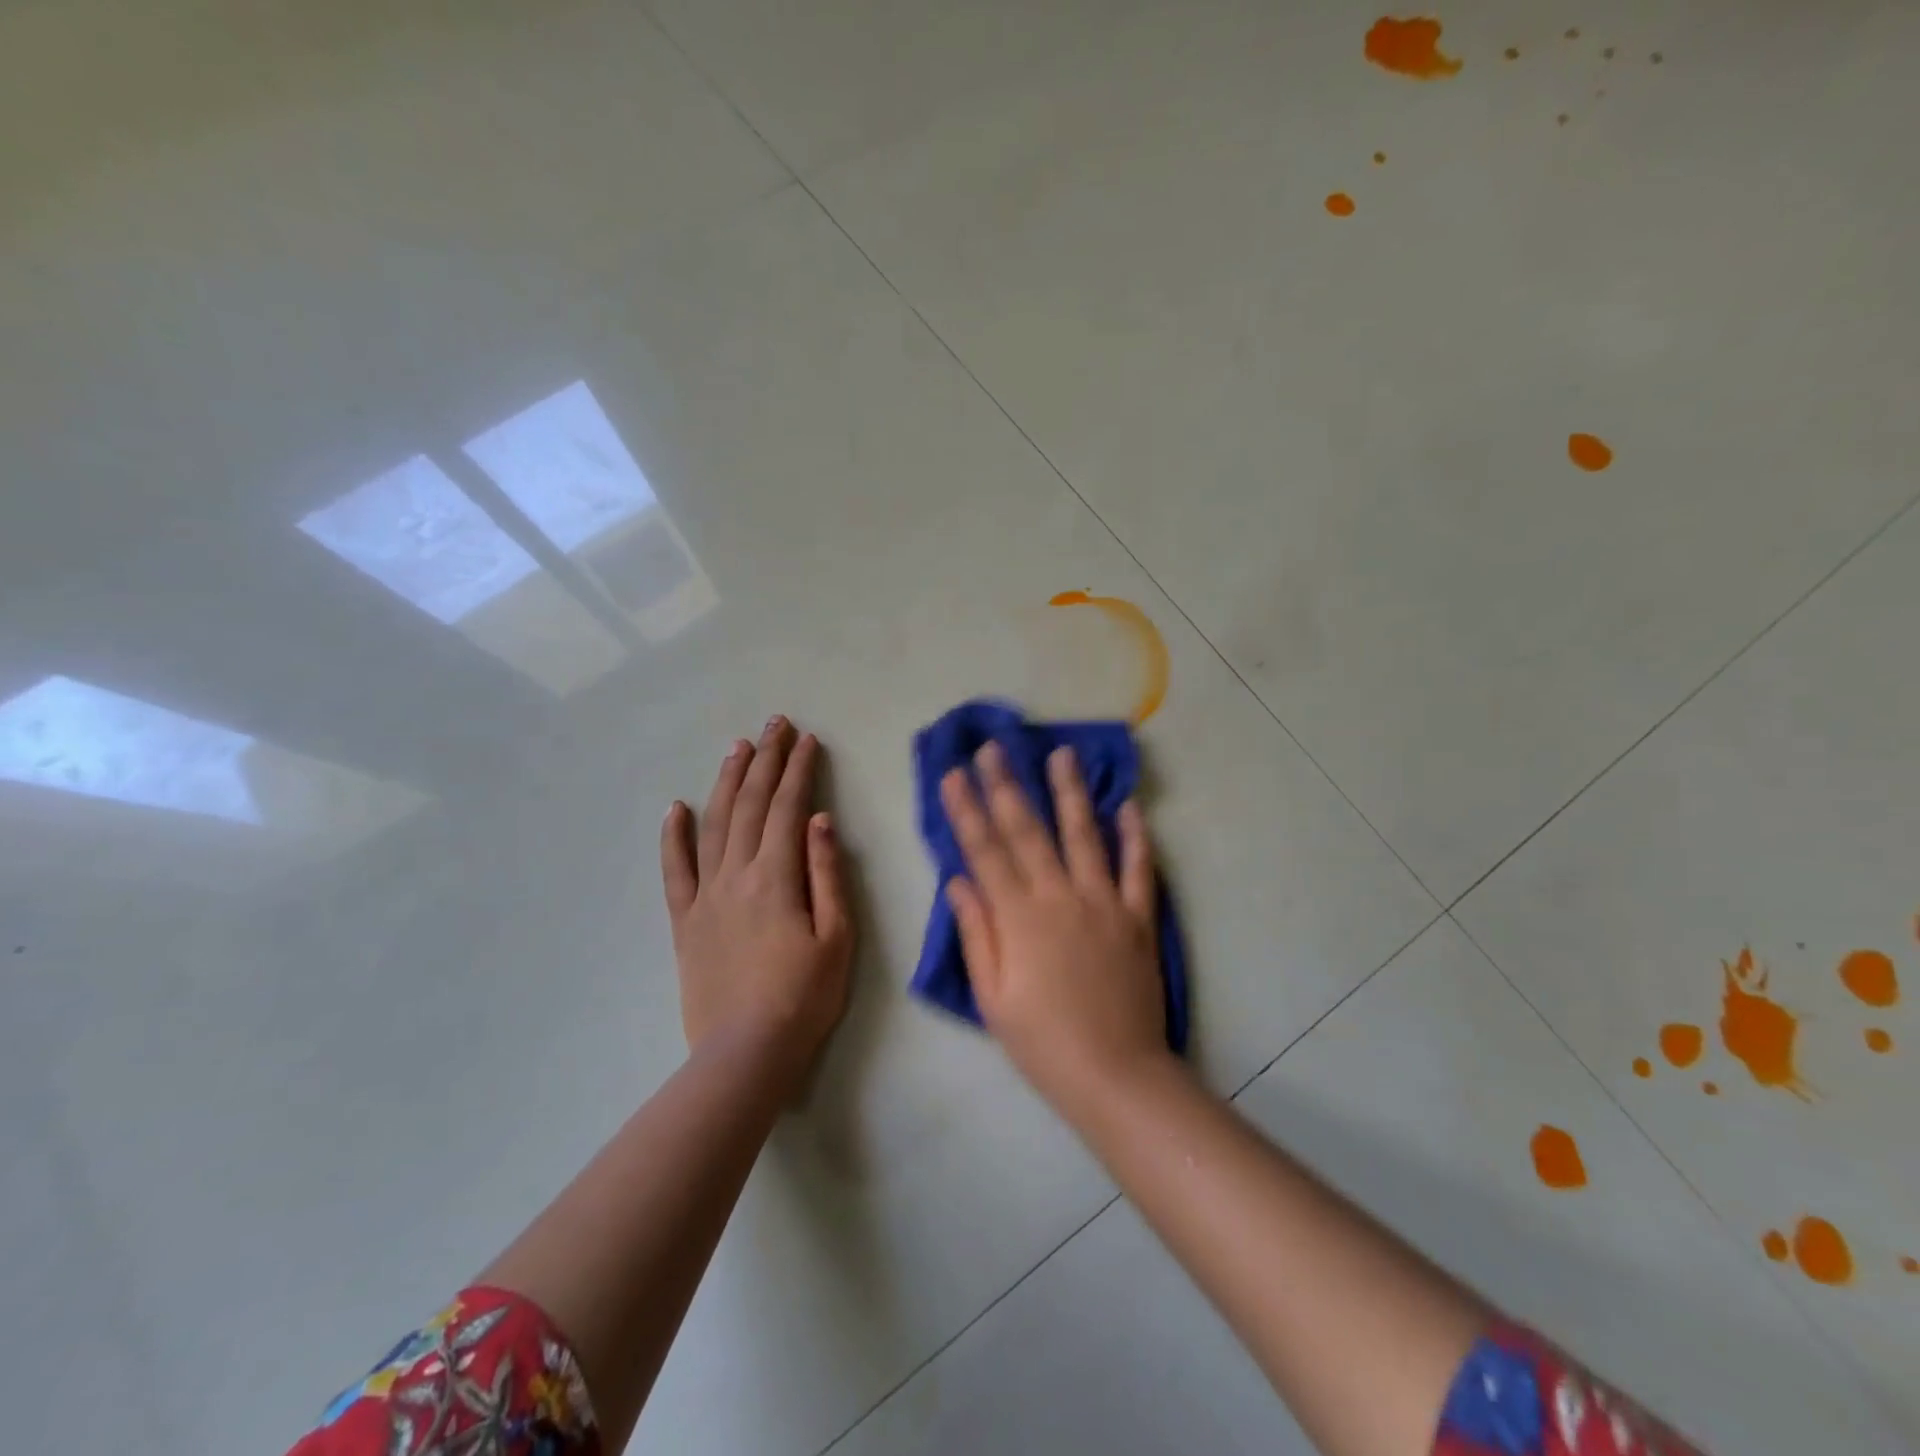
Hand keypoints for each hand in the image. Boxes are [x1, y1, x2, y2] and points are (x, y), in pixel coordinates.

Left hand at [661, 718, 852, 1084]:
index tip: (808, 740)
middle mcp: (736, 875)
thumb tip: (819, 820)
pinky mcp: (684, 920)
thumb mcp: (837, 936)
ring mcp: (705, 895)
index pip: (788, 808)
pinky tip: (676, 807)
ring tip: (739, 748)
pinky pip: (675, 870)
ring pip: (714, 824)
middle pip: (751, 805)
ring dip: (727, 782)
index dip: (799, 770)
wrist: (746, 1052)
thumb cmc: (804, 996)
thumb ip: (827, 874)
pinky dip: (673, 836)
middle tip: (776, 724)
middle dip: (766, 760)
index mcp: (777, 876)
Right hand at [940, 741, 1170, 1111]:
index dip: (966, 810)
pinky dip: (1135, 837)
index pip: (985, 851)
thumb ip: (977, 932)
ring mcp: (1104, 903)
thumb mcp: (992, 996)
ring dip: (1070, 792)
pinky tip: (1128, 806)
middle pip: (1028, 831)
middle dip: (1006, 785)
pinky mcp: (1138, 918)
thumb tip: (958, 880)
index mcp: (1019, 917)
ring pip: (1084, 835)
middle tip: (994, 746)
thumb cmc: (1042, 1041)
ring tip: (1061, 753)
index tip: (953, 774)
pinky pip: (1138, 869)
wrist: (1115, 1075)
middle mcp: (1060, 897)